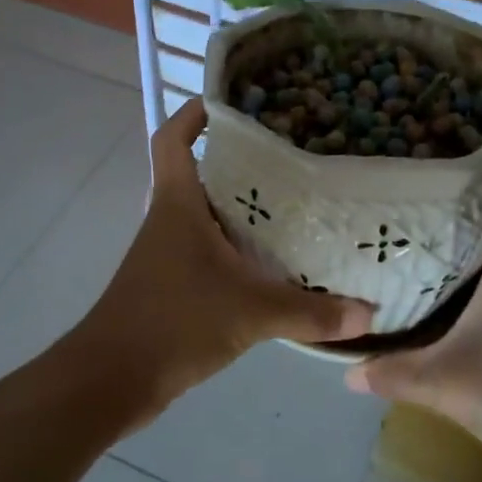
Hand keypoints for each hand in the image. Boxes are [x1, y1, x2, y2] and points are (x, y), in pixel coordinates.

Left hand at [79, 100, 374, 409]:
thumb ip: (311, 312)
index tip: (231, 102)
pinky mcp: (172, 286)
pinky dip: (237, 249)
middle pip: (199, 173)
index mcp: (177, 205)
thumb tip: (369, 313)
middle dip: (237, 160)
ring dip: (240, 208)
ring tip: (294, 203)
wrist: (112, 380)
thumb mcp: (250, 312)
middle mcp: (169, 220)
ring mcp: (167, 254)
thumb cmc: (173, 323)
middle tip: (289, 153)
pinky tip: (272, 264)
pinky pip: (209, 252)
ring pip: (206, 215)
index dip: (194, 114)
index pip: (173, 139)